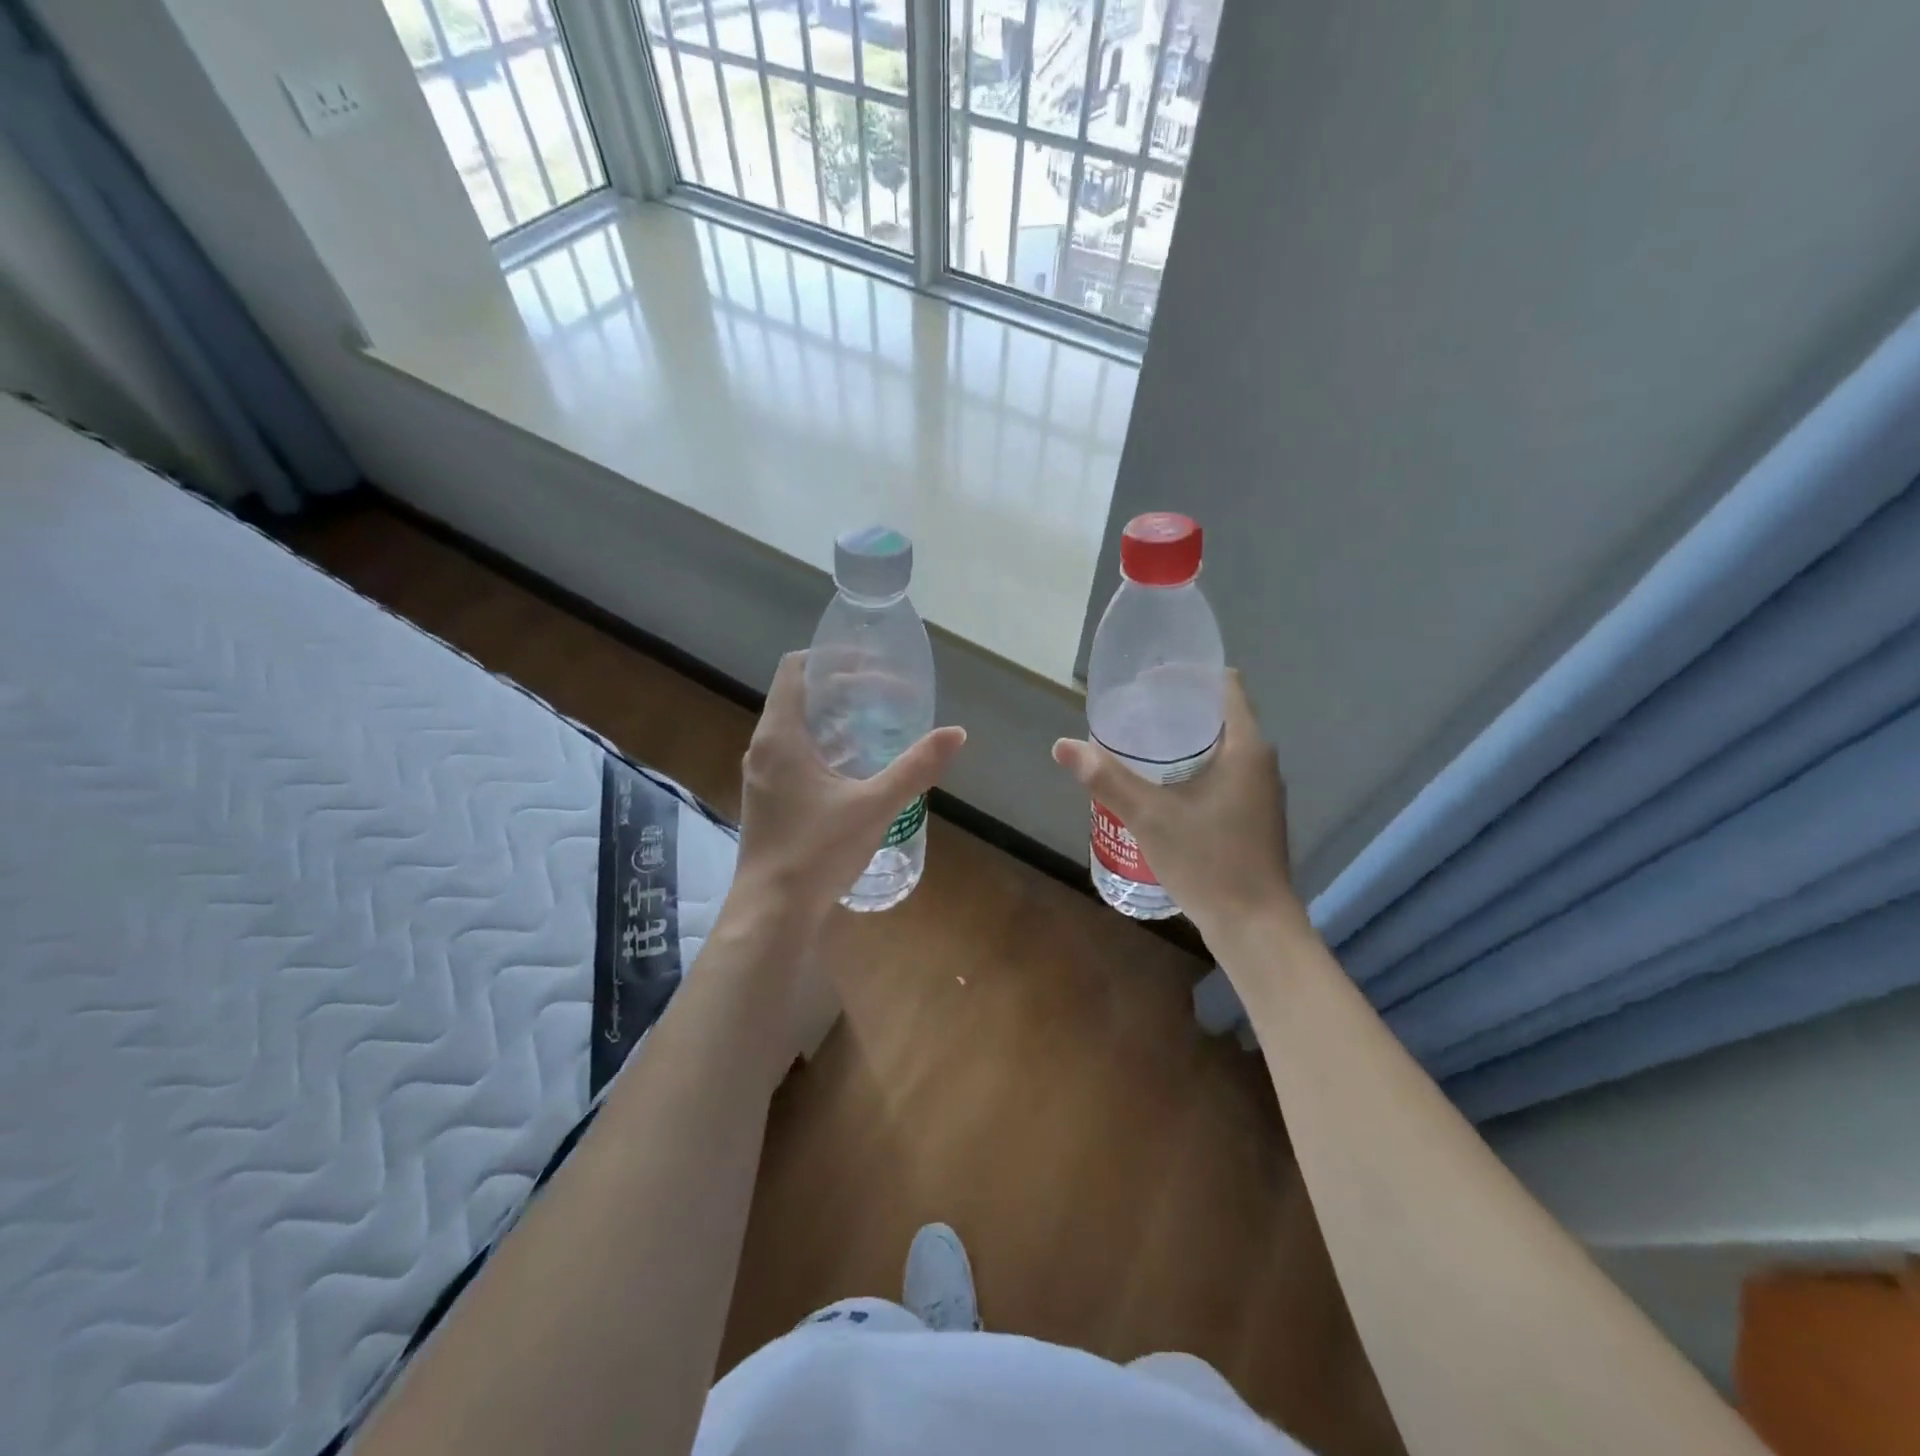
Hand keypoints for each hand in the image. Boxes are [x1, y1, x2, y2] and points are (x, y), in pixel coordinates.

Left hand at [731, 651, 965, 925]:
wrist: (772, 912)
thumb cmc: (817, 851)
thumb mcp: (875, 805)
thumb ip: (915, 768)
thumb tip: (956, 733)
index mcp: (780, 735)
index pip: (795, 669)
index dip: (830, 658)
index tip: (868, 662)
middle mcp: (763, 748)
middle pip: (799, 697)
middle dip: (842, 690)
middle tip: (885, 695)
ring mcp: (762, 776)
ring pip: (796, 729)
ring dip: (834, 721)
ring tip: (877, 727)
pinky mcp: (768, 800)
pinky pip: (794, 756)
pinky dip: (824, 748)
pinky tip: (856, 769)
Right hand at [1052, 670, 1299, 941]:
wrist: (1255, 927)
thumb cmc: (1209, 862)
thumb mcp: (1150, 817)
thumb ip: (1107, 779)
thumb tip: (1063, 746)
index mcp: (1246, 747)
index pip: (1223, 685)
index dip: (1186, 674)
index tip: (1147, 680)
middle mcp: (1260, 762)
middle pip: (1219, 714)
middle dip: (1176, 708)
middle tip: (1132, 712)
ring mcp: (1260, 791)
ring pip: (1220, 746)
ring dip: (1184, 740)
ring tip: (1139, 744)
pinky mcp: (1254, 816)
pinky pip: (1223, 773)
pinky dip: (1193, 767)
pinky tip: (1162, 786)